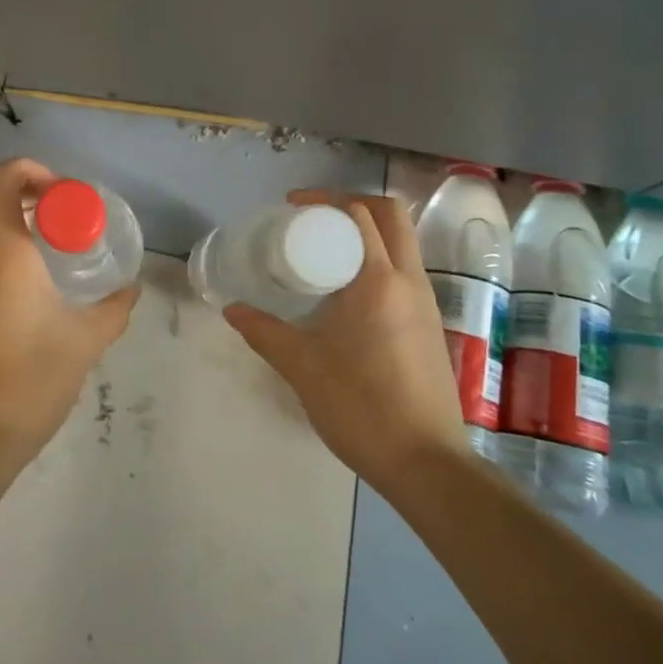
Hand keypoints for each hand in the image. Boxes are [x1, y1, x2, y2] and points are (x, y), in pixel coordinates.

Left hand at [0, 158, 139, 466]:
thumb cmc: (31, 379)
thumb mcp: (85, 341)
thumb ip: (114, 308)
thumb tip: (132, 289)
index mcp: (4, 252)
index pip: (2, 180)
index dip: (31, 170)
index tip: (64, 193)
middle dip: (30, 196)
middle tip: (68, 217)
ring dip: (17, 225)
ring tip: (57, 249)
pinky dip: (5, 252)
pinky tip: (34, 286)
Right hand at [224, 191, 467, 489]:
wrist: (426, 463)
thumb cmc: (361, 406)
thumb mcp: (302, 366)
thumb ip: (264, 332)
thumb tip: (232, 309)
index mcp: (380, 280)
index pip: (362, 214)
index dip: (327, 199)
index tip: (294, 206)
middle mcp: (410, 281)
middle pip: (392, 216)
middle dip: (353, 205)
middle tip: (314, 218)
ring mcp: (427, 303)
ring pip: (403, 243)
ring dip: (368, 232)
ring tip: (325, 250)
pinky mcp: (430, 325)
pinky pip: (404, 271)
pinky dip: (377, 260)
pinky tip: (346, 291)